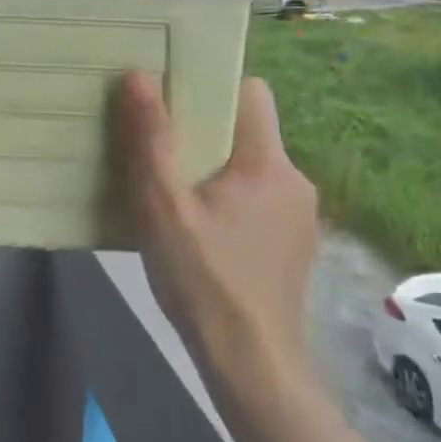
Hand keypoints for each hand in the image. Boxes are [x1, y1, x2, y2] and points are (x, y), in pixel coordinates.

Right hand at [118, 72, 318, 387]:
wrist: (252, 365)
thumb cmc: (203, 281)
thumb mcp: (163, 208)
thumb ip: (151, 141)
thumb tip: (139, 76)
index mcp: (267, 163)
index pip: (251, 92)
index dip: (213, 86)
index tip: (175, 99)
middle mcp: (295, 180)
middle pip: (249, 131)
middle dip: (206, 133)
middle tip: (162, 149)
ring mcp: (301, 216)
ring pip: (254, 168)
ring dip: (218, 171)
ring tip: (178, 195)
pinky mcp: (296, 245)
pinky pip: (261, 201)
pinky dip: (234, 202)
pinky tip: (205, 235)